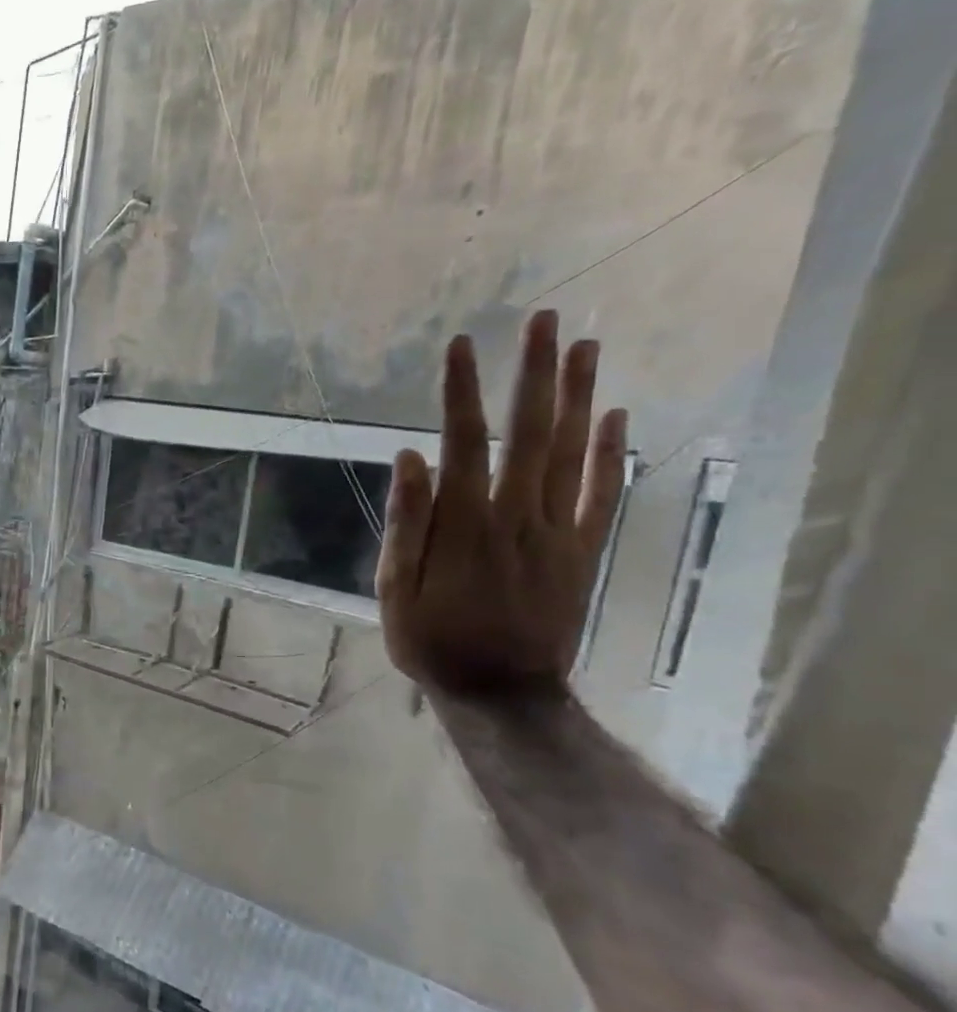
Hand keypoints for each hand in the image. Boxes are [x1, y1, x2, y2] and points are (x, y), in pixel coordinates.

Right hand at [377, 309, 627, 698]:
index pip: (463, 441)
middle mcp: (516, 514)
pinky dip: (613, 452)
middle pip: (530, 432)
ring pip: (573, 452)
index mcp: (463, 523)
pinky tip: (616, 415)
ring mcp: (557, 530)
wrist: (501, 692)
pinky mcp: (582, 550)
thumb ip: (405, 522)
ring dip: (579, 395)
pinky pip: (602, 493)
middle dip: (535, 372)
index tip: (459, 344)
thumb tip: (410, 457)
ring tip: (585, 345)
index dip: (461, 390)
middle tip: (544, 319)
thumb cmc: (432, 639)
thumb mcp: (394, 589)